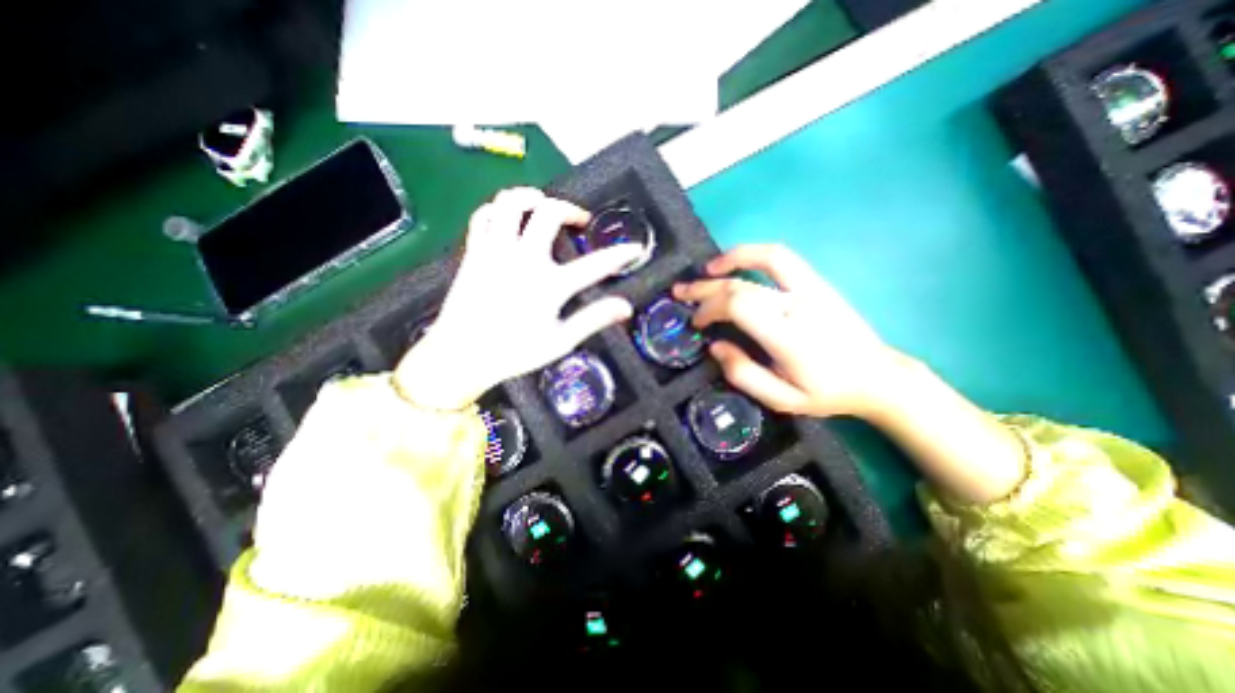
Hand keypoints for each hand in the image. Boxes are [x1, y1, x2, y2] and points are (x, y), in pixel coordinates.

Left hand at [399, 187, 647, 409]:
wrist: (460, 356)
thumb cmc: (513, 353)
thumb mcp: (560, 342)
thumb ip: (593, 319)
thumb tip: (625, 307)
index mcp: (548, 285)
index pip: (595, 265)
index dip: (619, 255)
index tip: (634, 249)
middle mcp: (522, 259)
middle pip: (549, 213)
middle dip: (570, 209)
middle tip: (580, 221)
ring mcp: (495, 251)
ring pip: (511, 202)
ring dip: (532, 197)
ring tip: (544, 207)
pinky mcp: (474, 251)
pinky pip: (483, 215)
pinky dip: (499, 210)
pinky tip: (509, 219)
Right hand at [674, 243, 903, 418]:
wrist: (878, 377)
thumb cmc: (827, 392)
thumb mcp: (782, 400)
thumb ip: (744, 375)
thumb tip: (715, 347)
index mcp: (788, 336)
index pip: (738, 306)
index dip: (709, 308)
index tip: (697, 323)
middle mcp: (798, 305)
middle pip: (741, 284)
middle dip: (704, 288)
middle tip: (680, 293)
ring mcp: (811, 289)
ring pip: (765, 258)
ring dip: (730, 259)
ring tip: (706, 269)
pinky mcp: (817, 283)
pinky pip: (782, 258)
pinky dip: (754, 254)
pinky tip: (737, 263)